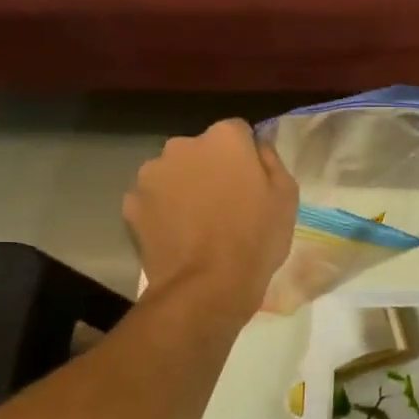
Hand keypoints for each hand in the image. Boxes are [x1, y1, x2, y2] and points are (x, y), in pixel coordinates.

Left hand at [123, 119, 297, 315]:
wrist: (207, 286)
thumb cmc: (256, 239)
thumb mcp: (286, 198)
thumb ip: (271, 161)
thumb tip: (258, 146)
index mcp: (224, 138)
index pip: (237, 132)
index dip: (245, 157)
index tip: (251, 182)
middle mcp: (182, 145)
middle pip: (200, 151)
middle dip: (210, 168)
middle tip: (224, 205)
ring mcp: (151, 173)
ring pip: (172, 173)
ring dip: (183, 188)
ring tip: (197, 224)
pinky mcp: (131, 203)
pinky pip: (152, 200)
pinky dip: (161, 212)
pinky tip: (177, 236)